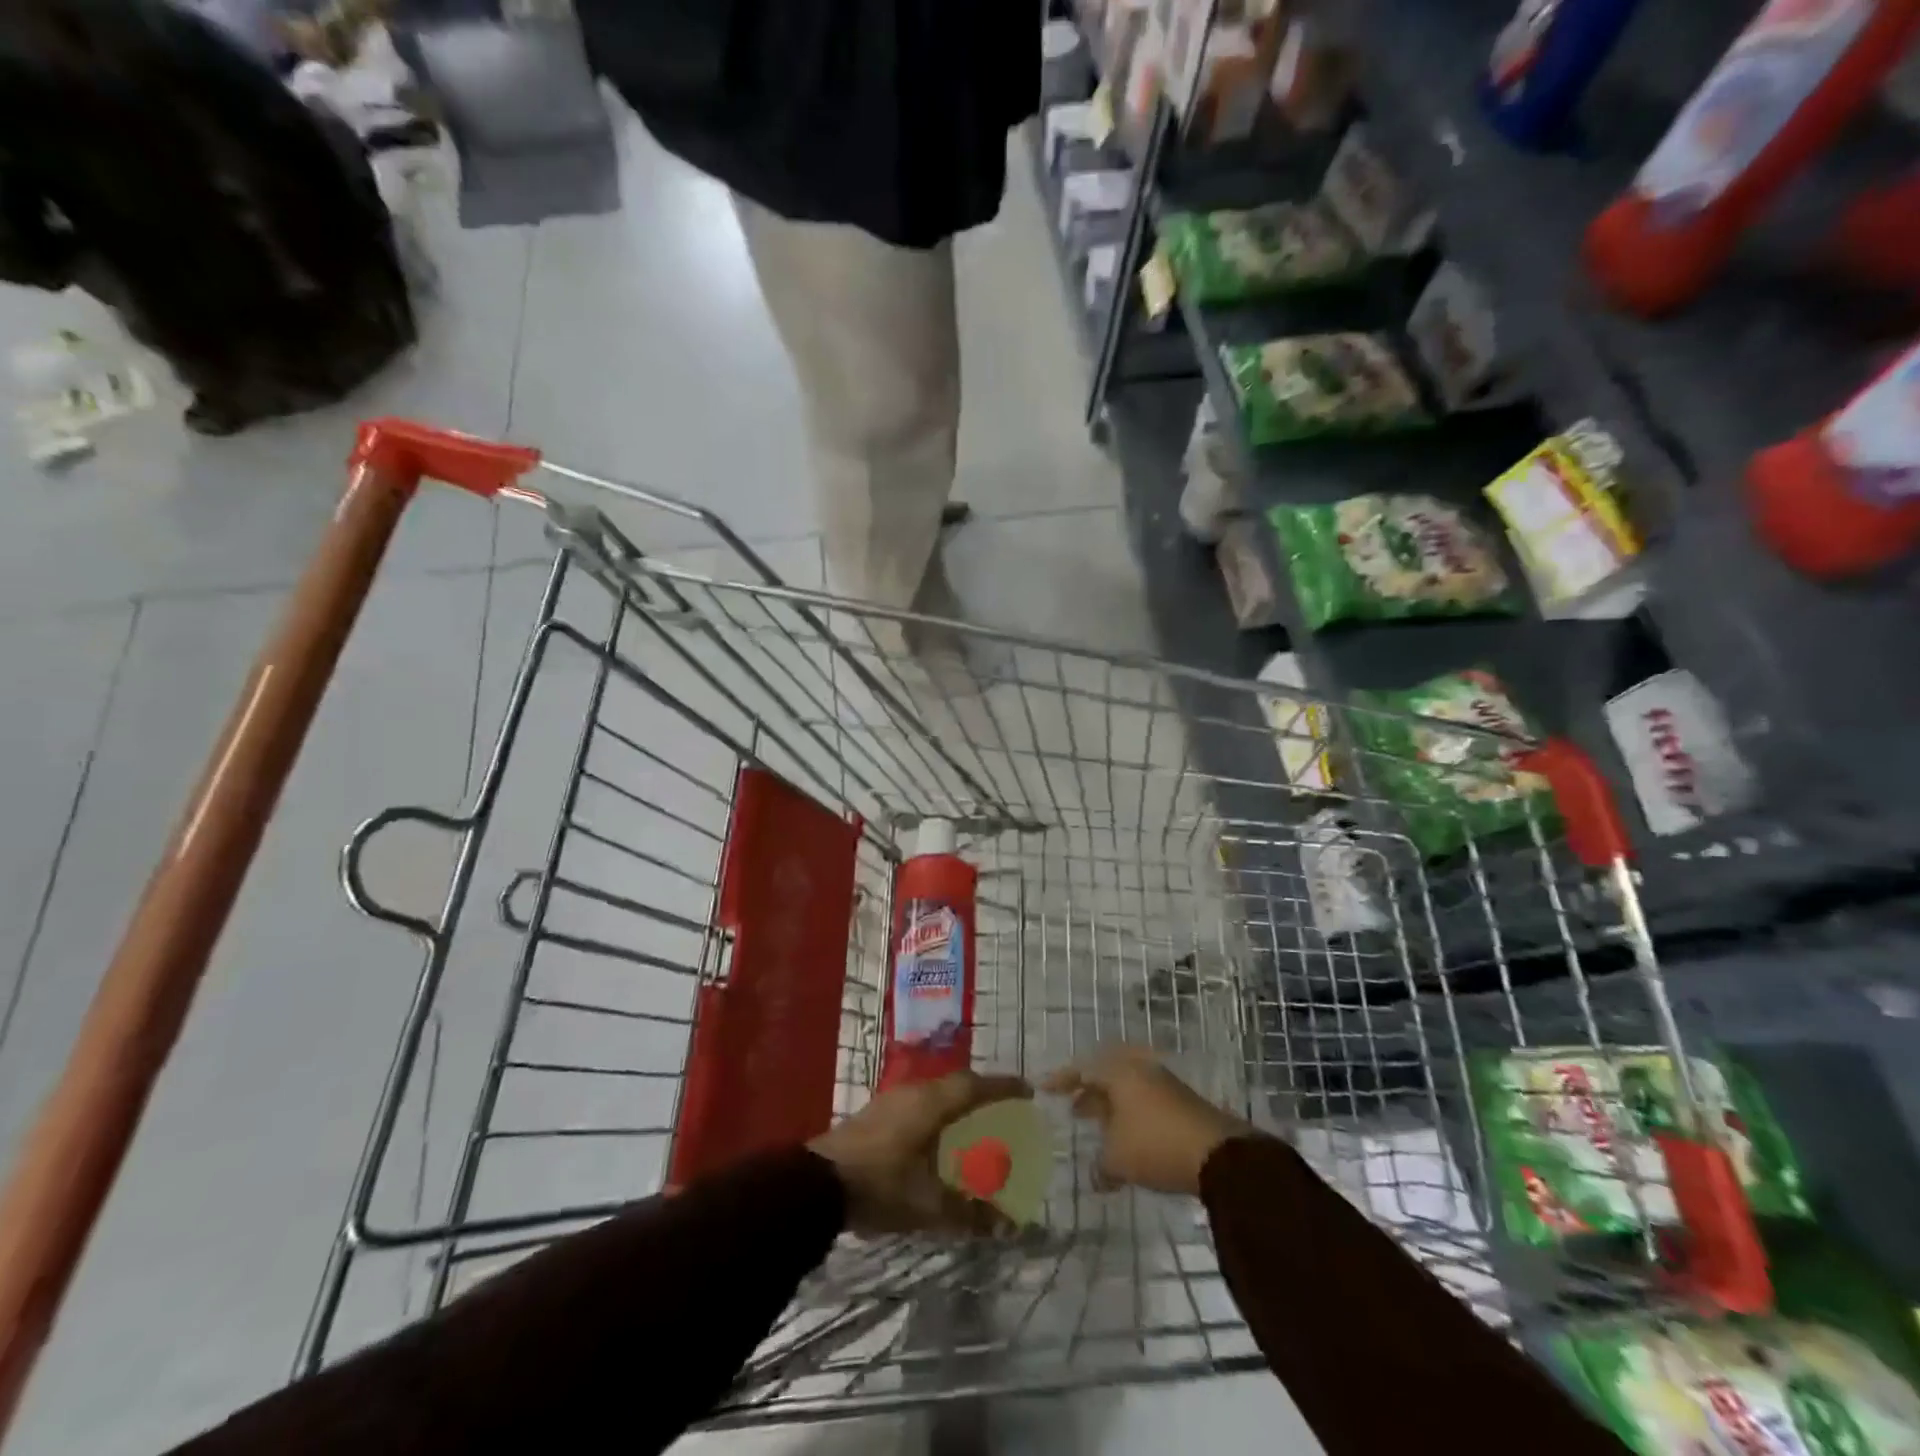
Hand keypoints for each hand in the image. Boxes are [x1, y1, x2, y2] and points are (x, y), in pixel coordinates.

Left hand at [810, 1071, 1031, 1234]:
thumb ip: (969, 1214)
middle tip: (1002, 1107)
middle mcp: (914, 1091)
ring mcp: (892, 1099)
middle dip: (982, 1092)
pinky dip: (937, 1112)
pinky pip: (919, 1102)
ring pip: (935, 1092)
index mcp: (932, 1103)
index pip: (975, 1085)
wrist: (817, 1185)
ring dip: (957, 1102)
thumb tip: (1010, 1226)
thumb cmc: (880, 1185)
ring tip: (973, 1121)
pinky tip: (936, 1136)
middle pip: (956, 1083)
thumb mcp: (928, 1206)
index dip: (1003, 1087)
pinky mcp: (876, 1113)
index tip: (1027, 1091)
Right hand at [1043, 1047, 1250, 1195]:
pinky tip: (1128, 1140)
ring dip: (1112, 1106)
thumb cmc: (1156, 1146)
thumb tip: (1096, 1175)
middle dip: (1089, 1093)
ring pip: (1128, 1088)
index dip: (1062, 1080)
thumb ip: (1100, 1166)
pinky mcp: (1182, 1102)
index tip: (1044, 1089)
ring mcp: (1164, 1083)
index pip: (1082, 1070)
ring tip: (1100, 1128)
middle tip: (1073, 1109)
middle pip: (1107, 1075)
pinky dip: (1131, 1115)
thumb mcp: (1118, 1160)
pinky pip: (1145, 1100)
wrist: (1219, 1155)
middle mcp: (1140, 1069)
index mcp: (1119, 1072)